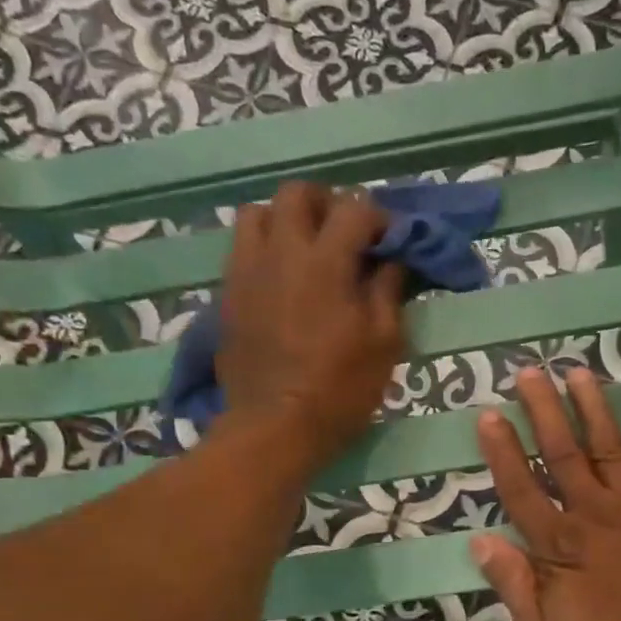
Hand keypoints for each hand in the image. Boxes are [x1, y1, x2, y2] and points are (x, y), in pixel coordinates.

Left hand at [216, 181, 402, 465]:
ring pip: (257, 213)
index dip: (378, 218)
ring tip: (306, 250)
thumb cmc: (340, 389)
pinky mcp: (229, 294)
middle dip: (326, 203)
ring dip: (286, 220)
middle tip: (345, 233)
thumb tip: (391, 262)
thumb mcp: (384, 344)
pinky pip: (241, 249)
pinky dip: (264, 249)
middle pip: (297, 194)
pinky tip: (282, 279)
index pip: (354, 209)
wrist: (276, 426)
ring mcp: (248, 271)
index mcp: (325, 262)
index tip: (389, 241)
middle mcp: (281, 253)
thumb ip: (388, 292)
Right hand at [471, 367, 620, 620]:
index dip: (502, 453)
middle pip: (561, 454)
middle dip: (542, 411)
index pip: (521, 490)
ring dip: (592, 407)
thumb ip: (514, 587)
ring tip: (577, 371)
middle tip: (528, 372)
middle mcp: (594, 512)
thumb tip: (479, 543)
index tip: (489, 414)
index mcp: (559, 545)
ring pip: (609, 445)